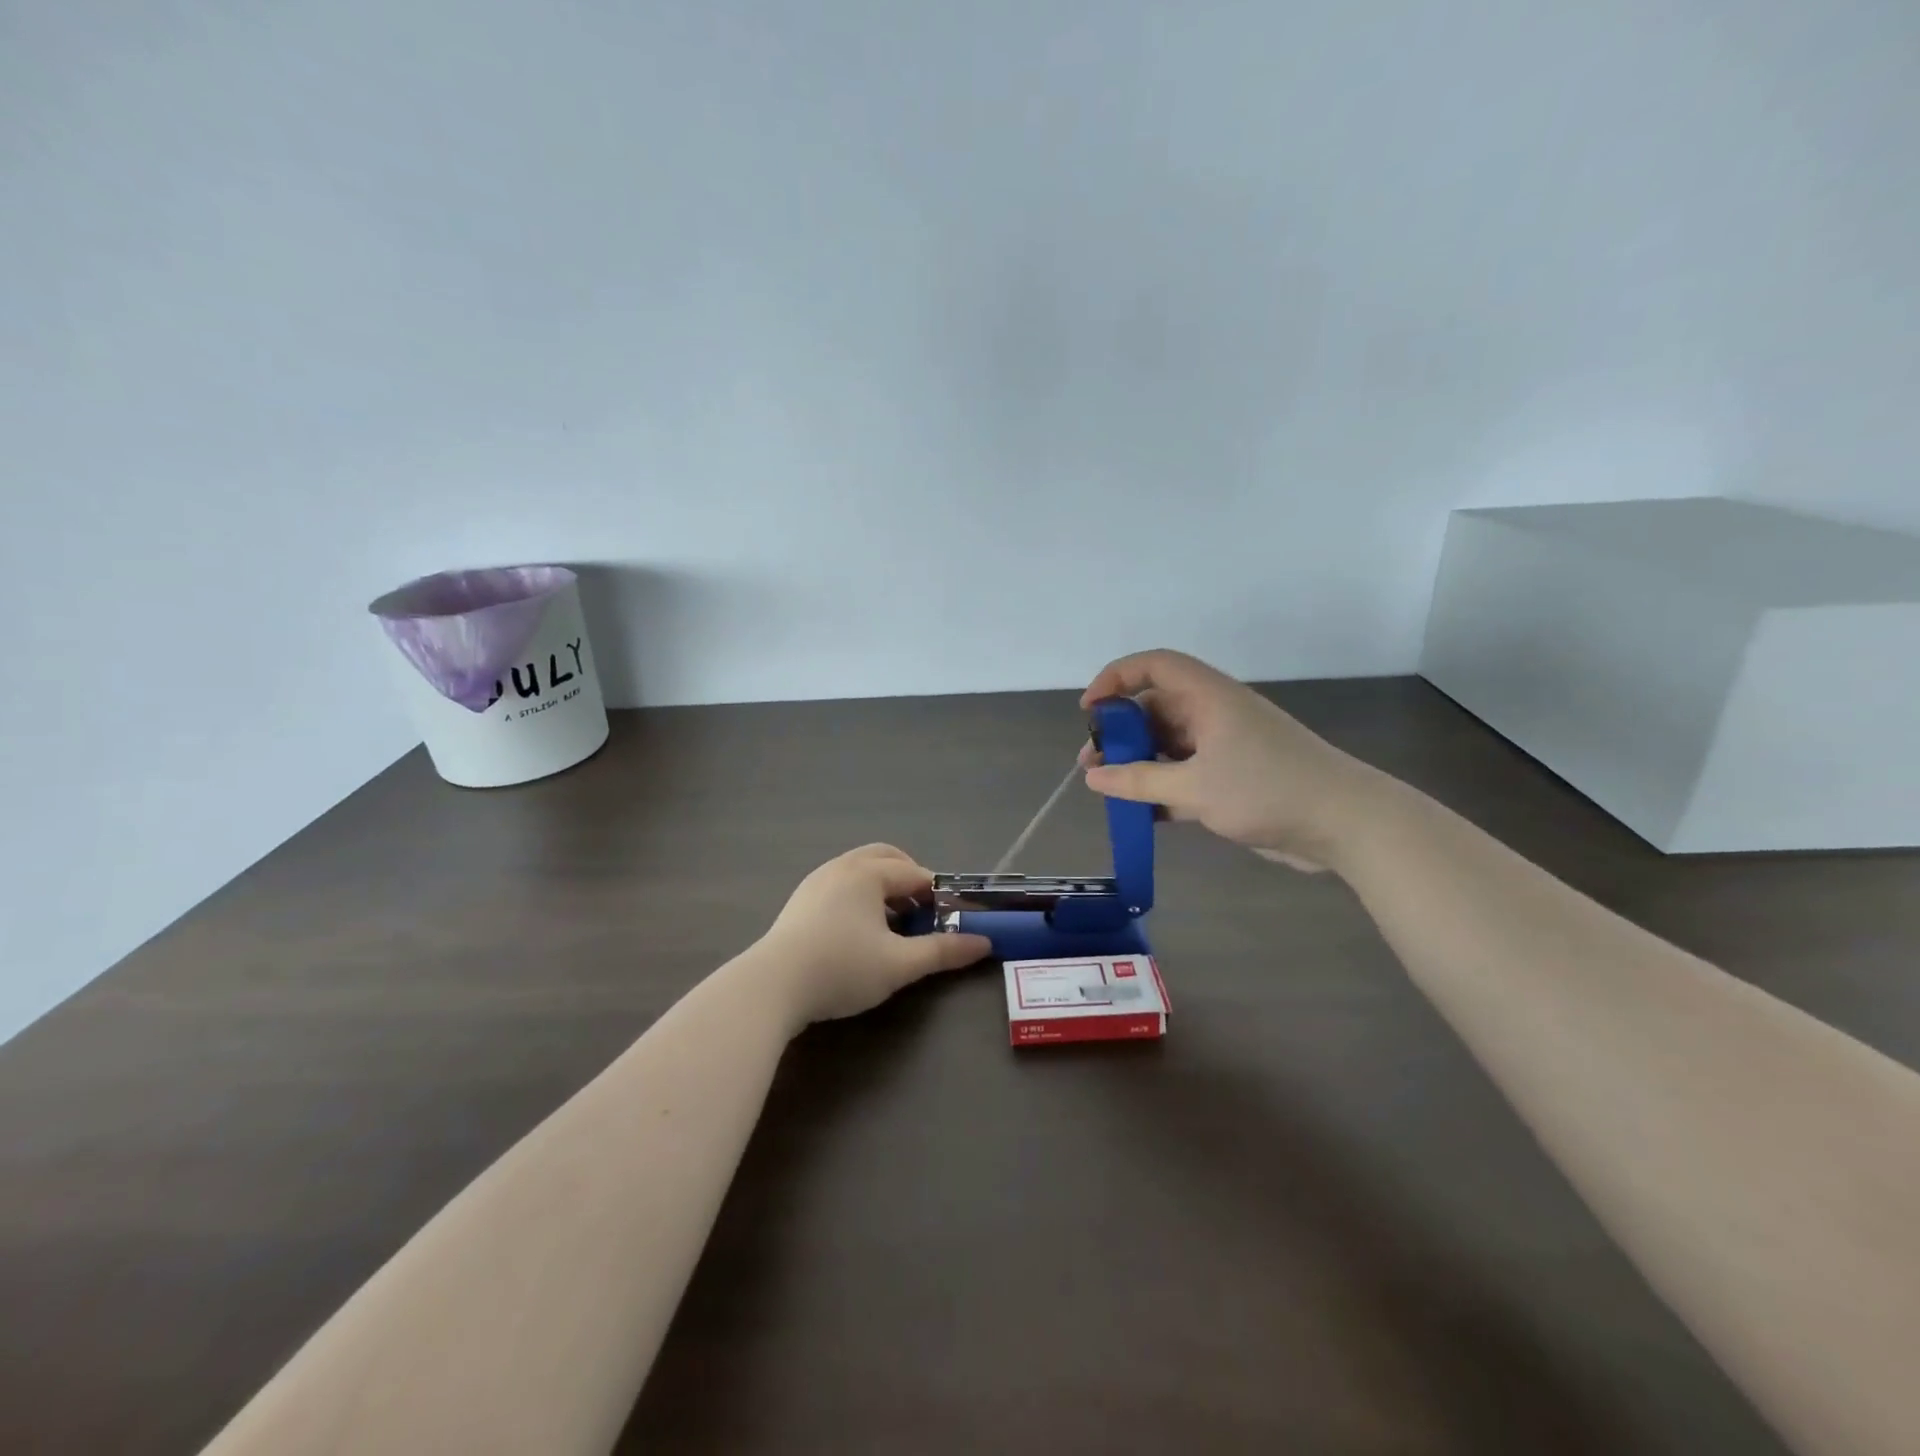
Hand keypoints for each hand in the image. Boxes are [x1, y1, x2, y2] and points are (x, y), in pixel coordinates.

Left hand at [758, 845, 993, 1023]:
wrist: (771, 986)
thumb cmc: (842, 968)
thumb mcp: (899, 964)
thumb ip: (943, 951)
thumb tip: (984, 944)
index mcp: (868, 873)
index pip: (915, 874)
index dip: (939, 895)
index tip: (952, 919)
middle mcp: (842, 867)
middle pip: (885, 858)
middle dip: (909, 879)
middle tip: (923, 912)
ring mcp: (816, 881)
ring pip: (860, 871)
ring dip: (884, 888)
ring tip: (894, 923)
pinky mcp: (800, 901)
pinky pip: (841, 885)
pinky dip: (860, 897)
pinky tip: (860, 932)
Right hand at [1078, 649, 1384, 872]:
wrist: (1346, 823)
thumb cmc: (1268, 790)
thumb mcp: (1195, 788)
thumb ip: (1139, 781)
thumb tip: (1093, 776)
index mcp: (1209, 698)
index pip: (1154, 666)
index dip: (1116, 677)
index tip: (1090, 710)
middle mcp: (1215, 714)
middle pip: (1157, 708)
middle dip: (1122, 733)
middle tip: (1094, 763)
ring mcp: (1226, 746)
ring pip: (1170, 745)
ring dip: (1140, 763)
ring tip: (1112, 791)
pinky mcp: (1236, 777)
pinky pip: (1187, 774)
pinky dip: (1164, 788)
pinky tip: (1144, 814)